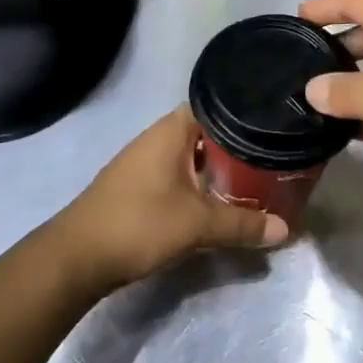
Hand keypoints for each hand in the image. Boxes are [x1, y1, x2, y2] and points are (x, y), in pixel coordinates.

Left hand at [43, 105, 289, 292]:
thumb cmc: (139, 224)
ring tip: (252, 175)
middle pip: (205, 131)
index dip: (244, 111)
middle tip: (271, 154)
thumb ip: (243, 224)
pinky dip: (198, 180)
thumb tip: (285, 228)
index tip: (272, 122)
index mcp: (171, 131)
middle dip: (235, 143)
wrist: (76, 257)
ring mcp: (143, 162)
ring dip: (216, 165)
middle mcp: (156, 138)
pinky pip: (177, 172)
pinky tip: (216, 197)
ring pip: (190, 154)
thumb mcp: (198, 225)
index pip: (215, 105)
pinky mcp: (136, 185)